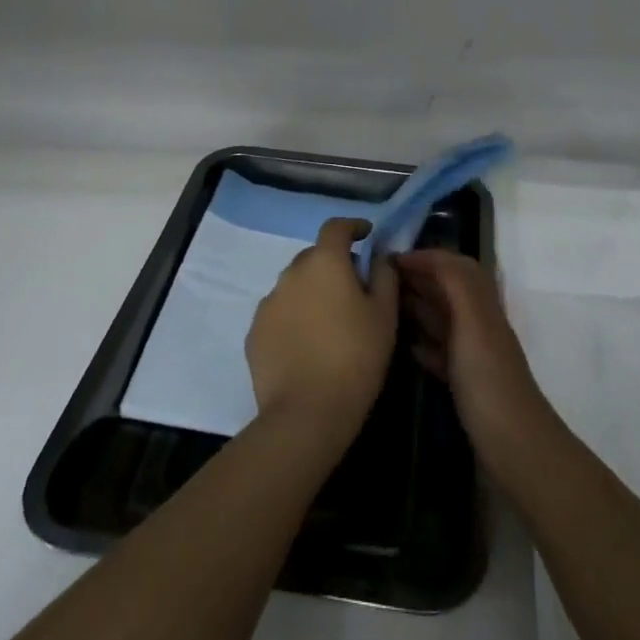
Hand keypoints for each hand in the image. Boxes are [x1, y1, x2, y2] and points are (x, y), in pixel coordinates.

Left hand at [246, 218, 399, 440]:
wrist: (306, 412)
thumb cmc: (356, 357)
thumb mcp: (385, 315)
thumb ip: (385, 276)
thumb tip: (379, 256)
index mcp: (324, 262)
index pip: (336, 227)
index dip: (353, 227)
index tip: (366, 236)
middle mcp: (291, 272)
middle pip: (314, 256)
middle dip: (333, 265)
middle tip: (353, 290)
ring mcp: (268, 302)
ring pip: (294, 285)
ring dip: (311, 292)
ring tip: (328, 323)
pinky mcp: (254, 331)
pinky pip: (279, 313)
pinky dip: (293, 318)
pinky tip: (306, 345)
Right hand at [398, 250, 559, 487]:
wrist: (514, 447)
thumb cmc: (488, 380)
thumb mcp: (472, 323)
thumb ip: (455, 284)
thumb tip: (429, 255)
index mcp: (482, 304)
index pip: (454, 266)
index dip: (425, 257)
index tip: (388, 259)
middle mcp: (478, 323)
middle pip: (448, 289)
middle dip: (418, 278)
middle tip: (378, 279)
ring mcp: (473, 354)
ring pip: (443, 319)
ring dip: (417, 307)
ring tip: (382, 306)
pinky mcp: (465, 383)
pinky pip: (440, 352)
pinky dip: (422, 343)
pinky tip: (404, 346)